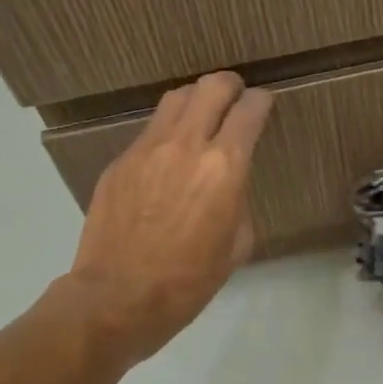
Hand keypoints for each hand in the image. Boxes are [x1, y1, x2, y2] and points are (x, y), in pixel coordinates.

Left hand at [50, 71, 273, 363]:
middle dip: (231, 86)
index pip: (249, 111)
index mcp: (225, 167)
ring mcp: (147, 149)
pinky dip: (169, 130)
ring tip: (203, 116)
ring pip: (176, 98)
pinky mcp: (120, 161)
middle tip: (236, 97)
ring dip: (197, 100)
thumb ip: (238, 200)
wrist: (118, 297)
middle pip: (212, 87)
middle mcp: (187, 145)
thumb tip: (229, 185)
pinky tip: (170, 155)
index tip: (264, 104)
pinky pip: (150, 130)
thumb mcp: (237, 244)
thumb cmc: (189, 280)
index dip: (262, 102)